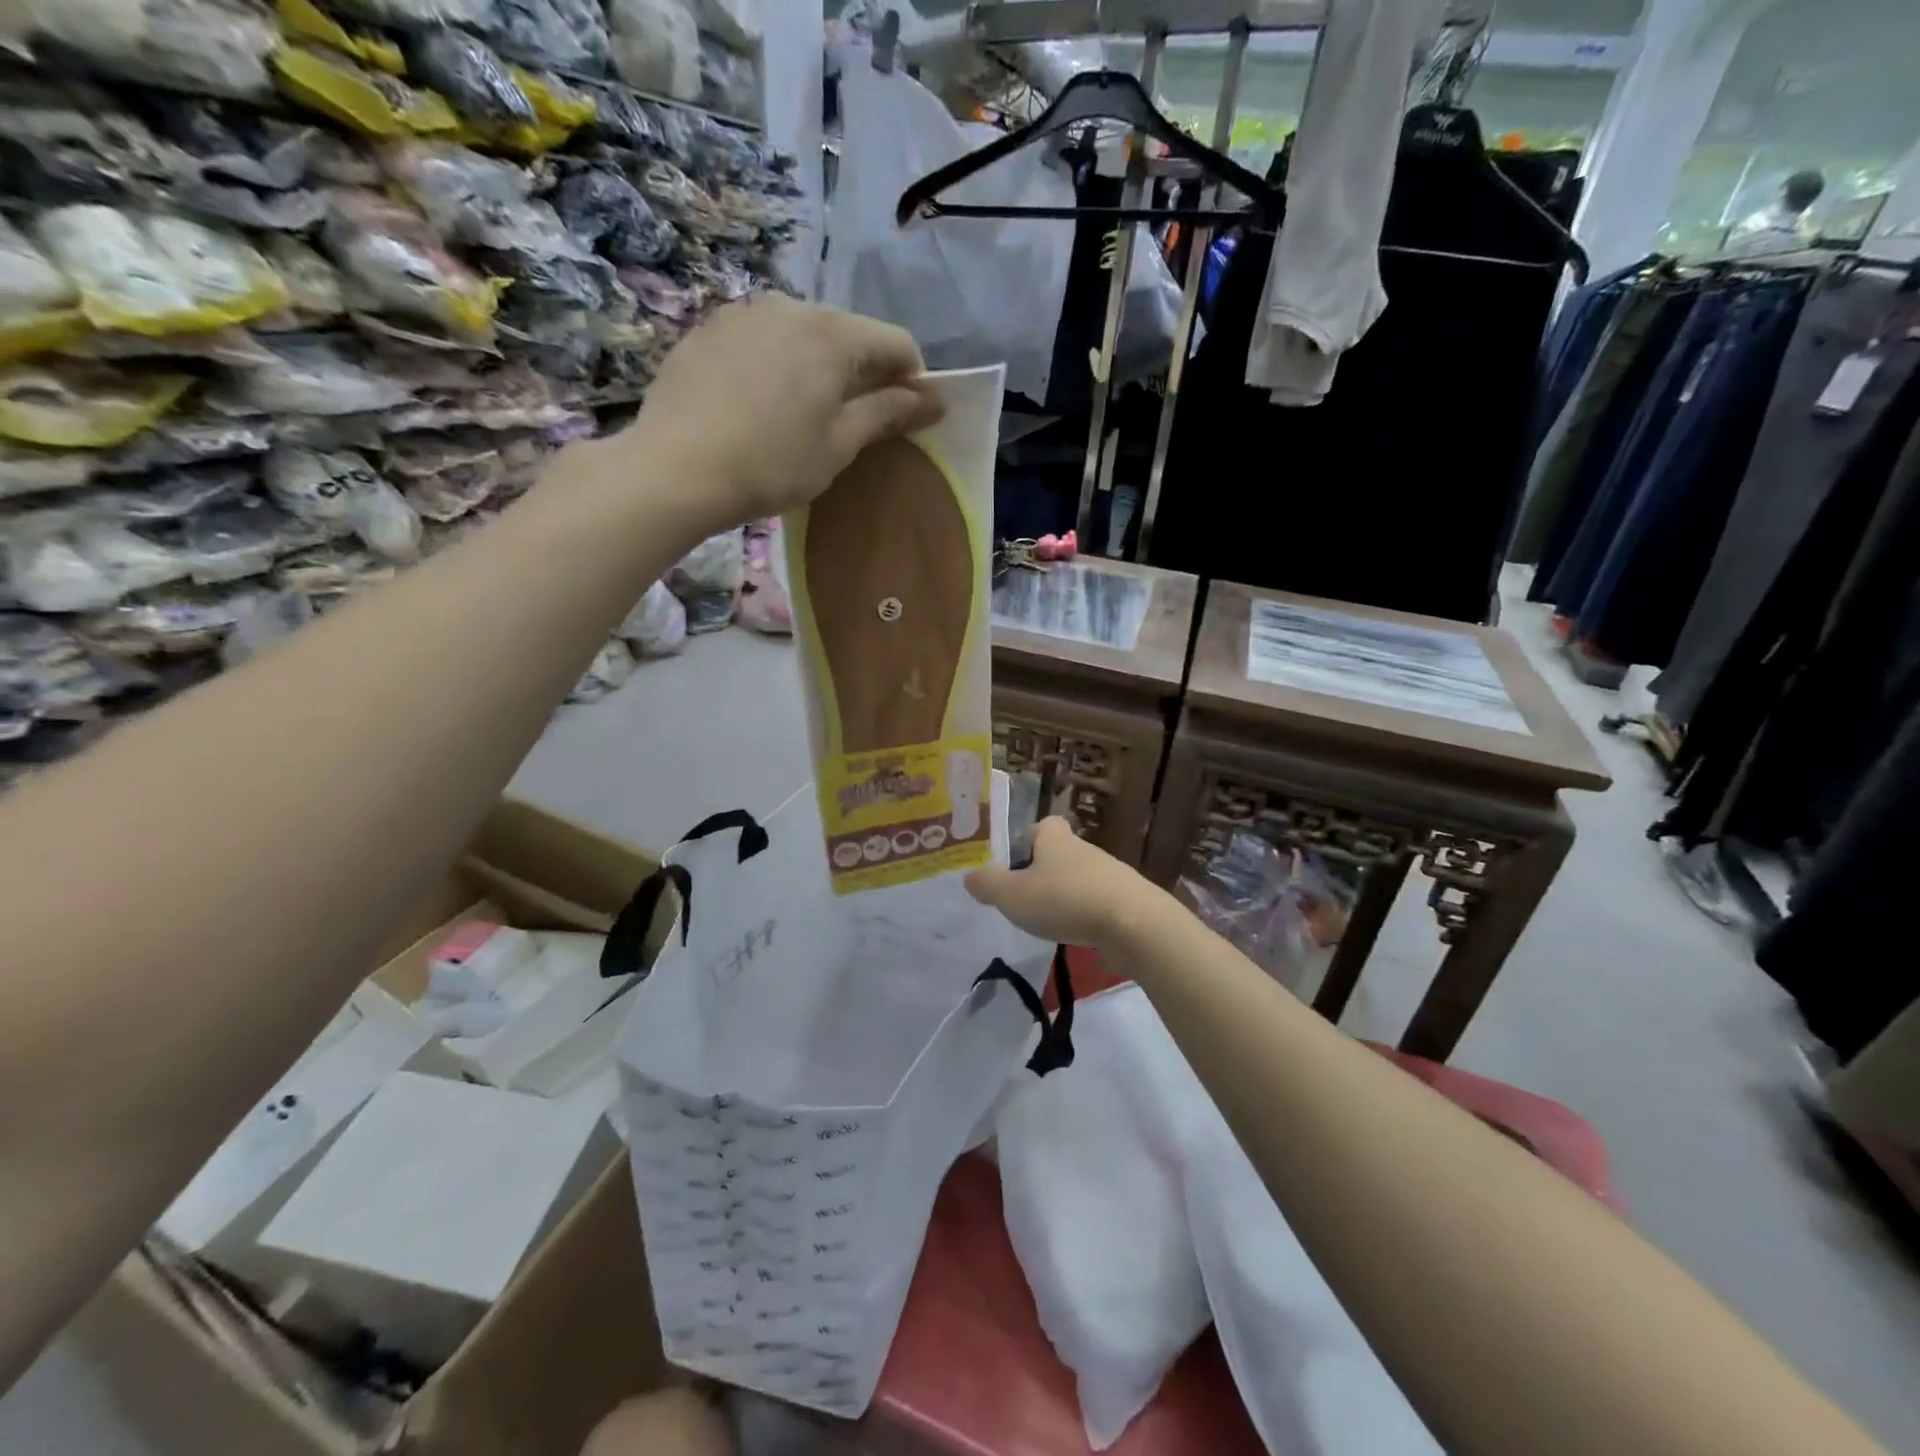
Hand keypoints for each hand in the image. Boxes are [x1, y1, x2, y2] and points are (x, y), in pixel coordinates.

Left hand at [628, 294, 943, 533]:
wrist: (676, 468)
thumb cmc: (772, 463)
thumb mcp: (838, 445)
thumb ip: (887, 413)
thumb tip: (932, 400)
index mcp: (833, 334)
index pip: (896, 343)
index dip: (914, 380)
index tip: (910, 417)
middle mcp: (792, 306)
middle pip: (849, 333)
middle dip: (866, 371)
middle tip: (860, 420)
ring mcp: (745, 312)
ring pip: (804, 333)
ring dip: (821, 366)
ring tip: (808, 413)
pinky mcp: (710, 328)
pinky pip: (764, 339)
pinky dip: (780, 364)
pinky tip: (764, 403)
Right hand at [965, 817, 1164, 950]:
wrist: (1133, 924)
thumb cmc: (1066, 900)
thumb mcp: (1013, 895)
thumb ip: (987, 885)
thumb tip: (970, 876)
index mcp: (1054, 837)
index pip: (1039, 825)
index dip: (1024, 840)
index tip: (1011, 864)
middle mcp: (1082, 848)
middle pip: (1056, 854)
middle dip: (1040, 872)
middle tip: (1021, 898)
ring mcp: (1107, 873)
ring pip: (1076, 879)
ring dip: (1062, 896)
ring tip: (1045, 922)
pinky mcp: (1124, 900)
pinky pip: (1095, 903)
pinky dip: (1083, 915)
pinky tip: (1073, 935)